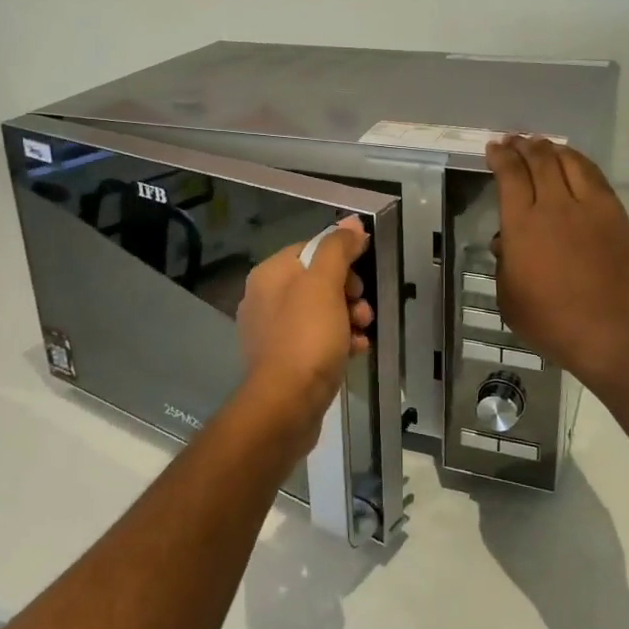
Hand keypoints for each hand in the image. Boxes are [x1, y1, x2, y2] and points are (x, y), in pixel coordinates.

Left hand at [235, 217, 372, 451]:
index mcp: (270, 274)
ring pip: (321, 311)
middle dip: (349, 292)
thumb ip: (338, 248)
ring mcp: (273, 331)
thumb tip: (353, 223)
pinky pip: (317, 339)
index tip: (362, 278)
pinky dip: (339, 341)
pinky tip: (356, 351)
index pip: (312, 249)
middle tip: (363, 310)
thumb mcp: (325, 284)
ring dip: (349, 317)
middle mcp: (265, 298)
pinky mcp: (284, 360)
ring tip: (363, 332)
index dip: (343, 259)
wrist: (286, 405)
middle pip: (318, 280)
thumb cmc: (306, 337)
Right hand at [485, 136, 628, 389]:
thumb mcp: (509, 297)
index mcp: (522, 225)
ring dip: (554, 150)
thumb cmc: (550, 322)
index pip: (510, 175)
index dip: (501, 157)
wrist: (609, 333)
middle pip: (540, 161)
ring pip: (571, 163)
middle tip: (516, 140)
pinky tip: (577, 166)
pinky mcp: (617, 218)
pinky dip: (582, 165)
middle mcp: (555, 207)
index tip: (494, 148)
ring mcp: (591, 209)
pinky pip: (597, 180)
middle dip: (525, 145)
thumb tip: (505, 241)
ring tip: (546, 146)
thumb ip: (504, 263)